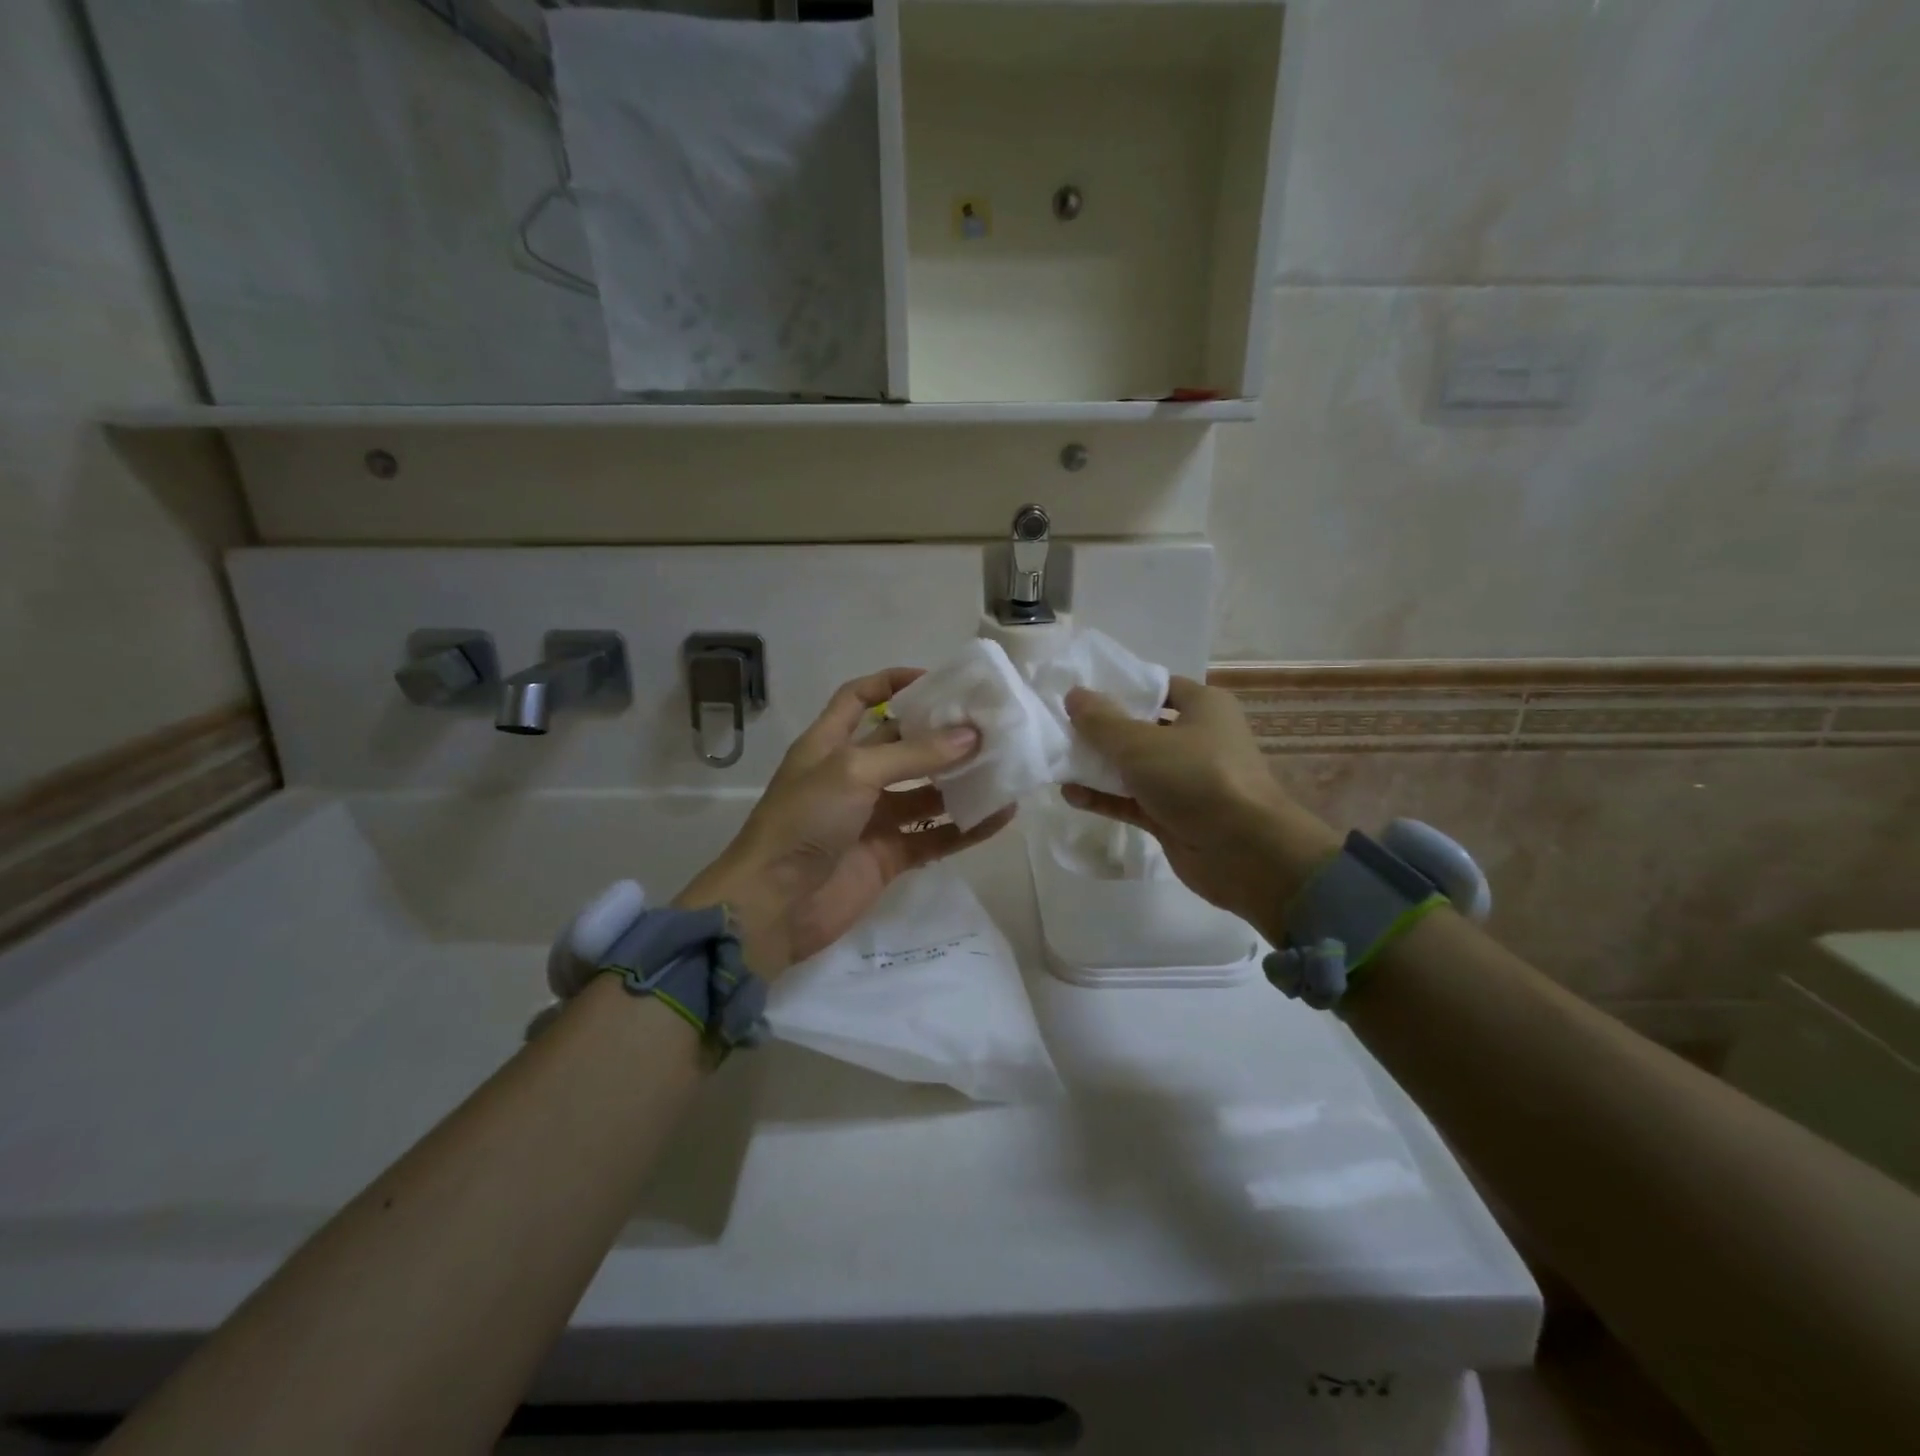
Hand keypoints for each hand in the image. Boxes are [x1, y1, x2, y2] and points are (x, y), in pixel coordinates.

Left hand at [678, 668, 1014, 975]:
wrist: (773, 905)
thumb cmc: (804, 821)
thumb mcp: (854, 772)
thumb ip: (913, 754)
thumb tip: (972, 736)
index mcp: (830, 744)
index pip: (859, 698)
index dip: (891, 683)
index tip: (937, 680)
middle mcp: (852, 776)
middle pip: (902, 745)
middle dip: (941, 735)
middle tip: (989, 725)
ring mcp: (872, 818)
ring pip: (925, 793)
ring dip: (960, 782)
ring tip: (1005, 767)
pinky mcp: (889, 856)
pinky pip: (934, 836)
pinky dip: (966, 828)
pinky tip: (1001, 817)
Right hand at [1062, 676, 1340, 932]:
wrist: (1244, 852)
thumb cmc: (1196, 778)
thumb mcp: (1140, 743)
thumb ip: (1101, 720)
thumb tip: (1073, 694)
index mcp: (1203, 707)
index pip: (1158, 687)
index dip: (1121, 688)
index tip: (1081, 694)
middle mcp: (1197, 738)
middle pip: (1141, 727)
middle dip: (1102, 730)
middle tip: (1060, 728)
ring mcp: (1185, 780)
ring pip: (1134, 767)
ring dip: (1099, 766)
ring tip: (1058, 763)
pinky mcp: (1173, 815)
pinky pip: (1132, 800)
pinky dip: (1105, 797)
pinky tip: (1070, 796)